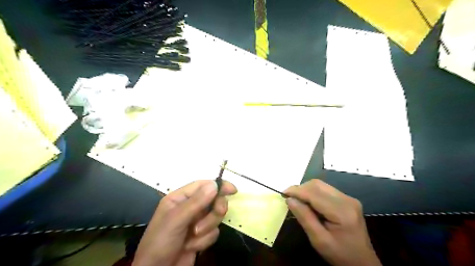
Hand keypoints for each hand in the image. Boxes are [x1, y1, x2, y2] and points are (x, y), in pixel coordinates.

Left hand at [132, 179, 236, 265]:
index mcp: (180, 198)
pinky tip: (191, 247)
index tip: (232, 190)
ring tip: (193, 237)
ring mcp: (196, 222)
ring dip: (207, 228)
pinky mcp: (201, 236)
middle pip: (213, 200)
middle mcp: (189, 207)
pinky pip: (214, 232)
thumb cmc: (161, 242)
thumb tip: (214, 184)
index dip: (219, 186)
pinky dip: (204, 241)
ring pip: (215, 217)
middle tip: (218, 213)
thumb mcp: (176, 220)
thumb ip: (196, 202)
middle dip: (214, 210)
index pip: (203, 185)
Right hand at [283, 179, 380, 265]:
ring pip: (321, 185)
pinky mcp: (347, 200)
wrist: (362, 263)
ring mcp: (349, 199)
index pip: (314, 193)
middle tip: (289, 198)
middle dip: (301, 189)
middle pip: (318, 185)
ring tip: (298, 201)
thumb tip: (290, 200)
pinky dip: (314, 193)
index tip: (283, 194)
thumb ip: (304, 218)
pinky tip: (309, 203)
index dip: (297, 191)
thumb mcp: (319, 240)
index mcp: (342, 211)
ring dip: (306, 190)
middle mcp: (347, 200)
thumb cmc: (340, 254)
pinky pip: (326, 190)